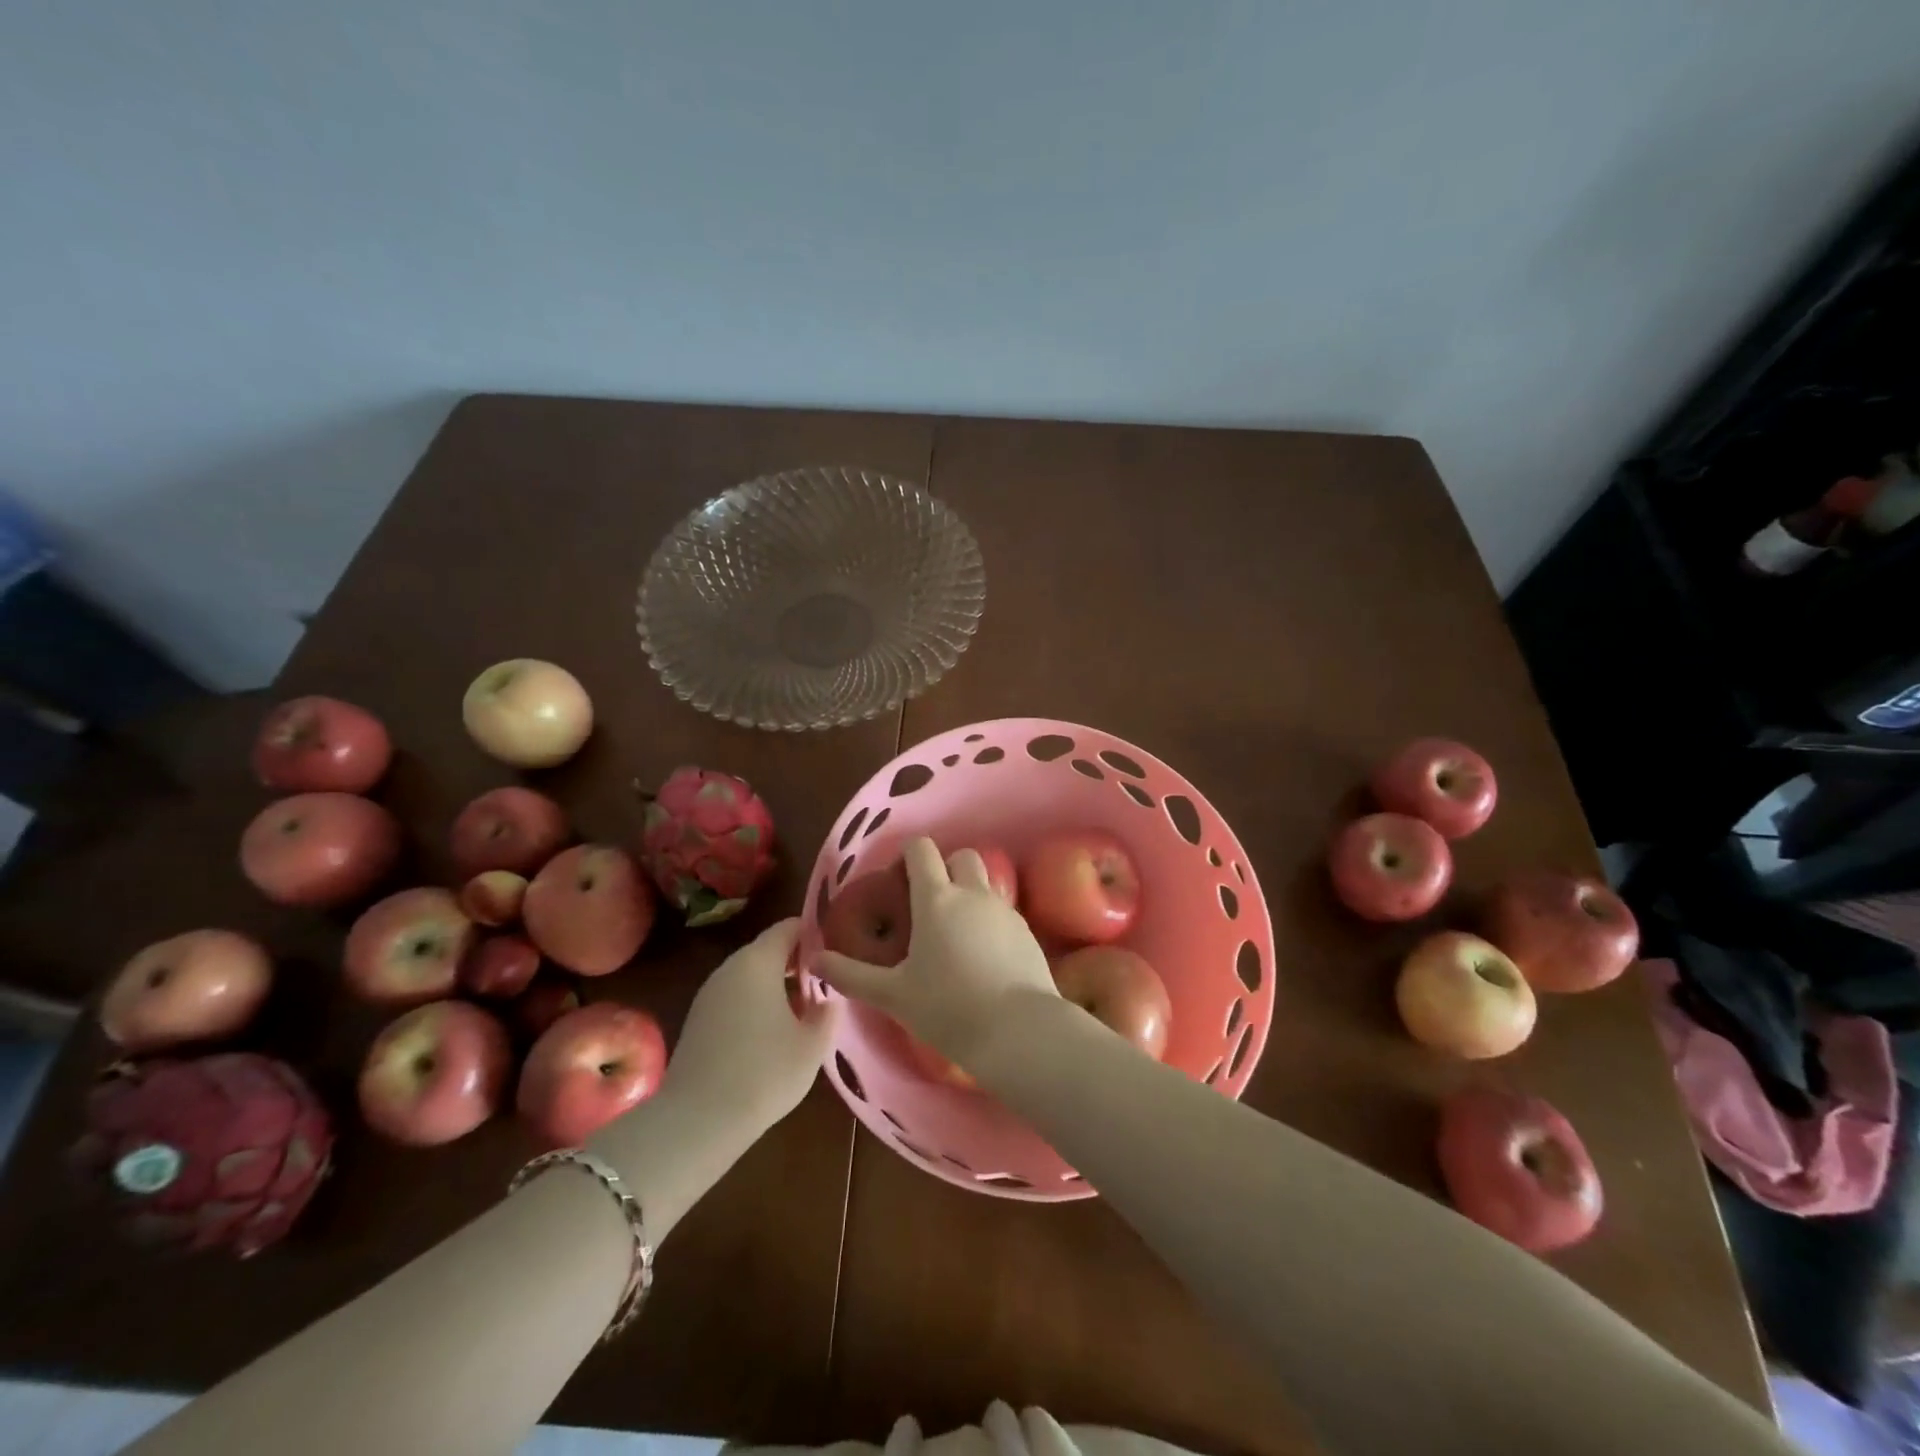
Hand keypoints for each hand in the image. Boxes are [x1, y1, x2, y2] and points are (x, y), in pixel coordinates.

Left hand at [663, 919, 838, 1138]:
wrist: (697, 1122)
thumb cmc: (764, 1073)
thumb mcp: (812, 1045)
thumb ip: (827, 1013)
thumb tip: (827, 999)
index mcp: (758, 962)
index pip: (788, 927)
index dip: (814, 934)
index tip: (835, 952)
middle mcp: (730, 968)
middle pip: (768, 950)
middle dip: (796, 962)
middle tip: (825, 983)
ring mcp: (708, 994)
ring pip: (750, 976)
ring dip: (776, 985)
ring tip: (803, 1011)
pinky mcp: (697, 1021)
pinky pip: (735, 998)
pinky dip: (755, 1004)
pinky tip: (771, 1034)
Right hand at [817, 837, 1056, 1069]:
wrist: (1018, 1031)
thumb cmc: (947, 1008)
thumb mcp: (892, 995)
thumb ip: (851, 975)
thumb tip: (814, 960)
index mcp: (936, 899)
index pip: (922, 850)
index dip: (908, 855)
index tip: (898, 880)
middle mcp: (972, 893)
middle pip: (961, 856)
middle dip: (945, 868)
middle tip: (929, 904)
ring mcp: (1004, 910)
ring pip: (985, 882)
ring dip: (969, 893)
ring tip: (955, 933)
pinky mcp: (1026, 931)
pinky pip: (1003, 911)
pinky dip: (989, 921)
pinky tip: (982, 956)